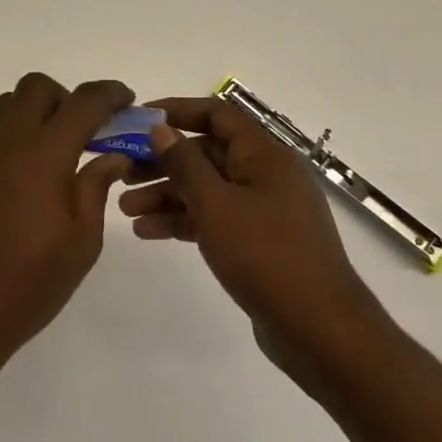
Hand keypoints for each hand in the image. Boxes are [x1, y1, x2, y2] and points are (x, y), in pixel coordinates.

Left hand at [0, 74, 135, 369]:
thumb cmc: (30, 281)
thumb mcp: (82, 240)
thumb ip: (96, 187)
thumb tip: (113, 155)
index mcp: (44, 154)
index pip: (82, 102)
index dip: (110, 94)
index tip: (128, 101)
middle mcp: (9, 141)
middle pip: (38, 87)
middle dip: (69, 97)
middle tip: (89, 131)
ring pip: (11, 102)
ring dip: (39, 109)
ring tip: (60, 148)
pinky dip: (19, 129)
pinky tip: (33, 171)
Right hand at [118, 97, 386, 389]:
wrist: (320, 330)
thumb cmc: (266, 255)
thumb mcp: (216, 204)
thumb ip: (184, 163)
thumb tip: (160, 128)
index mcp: (264, 155)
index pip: (216, 115)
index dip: (177, 111)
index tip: (138, 120)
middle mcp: (265, 175)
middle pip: (207, 153)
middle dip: (163, 162)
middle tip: (121, 172)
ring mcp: (264, 210)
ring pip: (207, 189)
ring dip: (167, 195)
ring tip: (125, 209)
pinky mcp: (259, 243)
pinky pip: (215, 218)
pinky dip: (184, 221)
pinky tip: (149, 232)